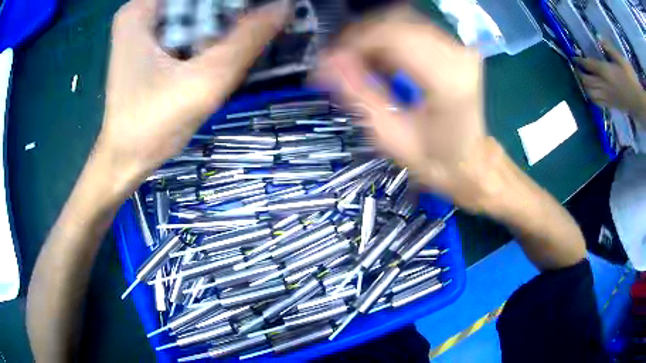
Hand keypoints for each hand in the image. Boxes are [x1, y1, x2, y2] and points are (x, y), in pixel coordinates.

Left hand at [97, 0, 288, 191]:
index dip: (232, 1)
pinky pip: (186, 27)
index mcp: (141, 9)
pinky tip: (221, 48)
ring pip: (194, 12)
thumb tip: (285, 7)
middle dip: (227, 12)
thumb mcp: (205, 80)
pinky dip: (207, 34)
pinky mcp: (148, 45)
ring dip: (219, 24)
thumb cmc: (153, 124)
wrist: (126, 161)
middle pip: (197, 1)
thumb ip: (246, 40)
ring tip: (240, 38)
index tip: (258, 10)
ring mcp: (142, 28)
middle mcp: (140, 11)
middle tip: (251, 28)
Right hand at [315, 7, 505, 213]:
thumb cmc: (434, 159)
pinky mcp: (458, 47)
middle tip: (340, 62)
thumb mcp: (388, 135)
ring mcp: (461, 48)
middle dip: (360, 37)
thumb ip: (357, 94)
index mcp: (447, 81)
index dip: (354, 42)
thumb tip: (326, 63)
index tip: (329, 61)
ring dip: (373, 37)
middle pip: (395, 22)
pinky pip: (414, 28)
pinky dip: (389, 38)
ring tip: (360, 63)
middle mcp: (459, 55)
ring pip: (402, 20)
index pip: (392, 36)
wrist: (470, 161)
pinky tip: (382, 60)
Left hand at [576, 41, 645, 118]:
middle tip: (576, 69)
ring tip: (583, 81)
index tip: (573, 57)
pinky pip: (599, 104)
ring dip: (585, 88)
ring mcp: (608, 98)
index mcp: (606, 72)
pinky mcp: (613, 107)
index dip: (579, 61)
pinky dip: (593, 99)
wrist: (639, 103)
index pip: (589, 65)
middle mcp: (605, 86)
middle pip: (587, 82)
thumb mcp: (621, 60)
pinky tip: (593, 95)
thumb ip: (610, 49)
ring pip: (591, 95)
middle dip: (580, 75)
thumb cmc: (631, 79)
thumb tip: (598, 37)